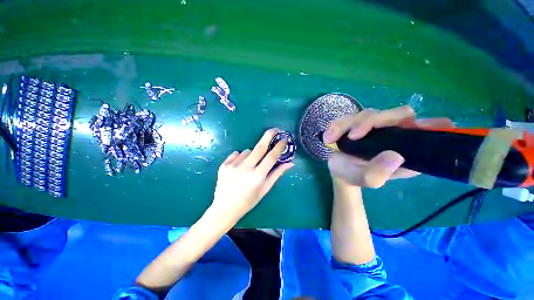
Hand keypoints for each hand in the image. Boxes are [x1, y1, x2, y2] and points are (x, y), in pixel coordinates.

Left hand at [211, 128, 293, 220]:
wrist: (225, 208)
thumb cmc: (248, 201)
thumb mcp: (265, 189)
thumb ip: (277, 174)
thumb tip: (290, 163)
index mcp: (257, 176)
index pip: (271, 157)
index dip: (279, 147)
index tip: (284, 139)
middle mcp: (245, 168)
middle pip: (259, 147)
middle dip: (268, 136)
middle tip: (275, 129)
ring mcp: (233, 165)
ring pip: (247, 151)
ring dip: (252, 154)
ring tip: (249, 166)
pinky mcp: (224, 165)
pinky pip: (236, 154)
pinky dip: (240, 157)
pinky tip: (239, 167)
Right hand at [324, 106, 453, 187]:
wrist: (339, 170)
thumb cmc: (354, 176)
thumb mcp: (366, 180)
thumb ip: (378, 174)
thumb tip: (395, 155)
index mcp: (405, 149)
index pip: (424, 132)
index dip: (430, 126)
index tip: (432, 126)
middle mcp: (393, 134)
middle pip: (396, 114)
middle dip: (372, 121)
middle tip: (352, 136)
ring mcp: (375, 127)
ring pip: (368, 113)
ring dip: (347, 124)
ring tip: (331, 138)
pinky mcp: (358, 123)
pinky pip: (348, 117)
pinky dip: (337, 125)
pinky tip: (328, 137)